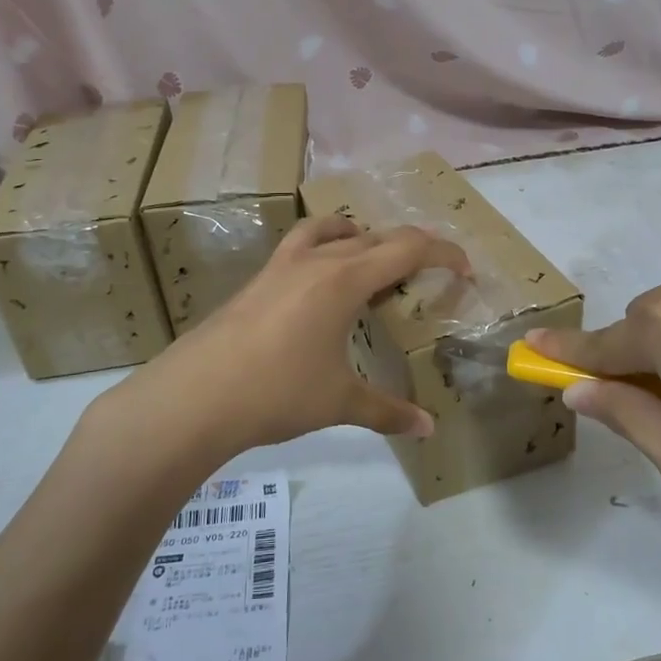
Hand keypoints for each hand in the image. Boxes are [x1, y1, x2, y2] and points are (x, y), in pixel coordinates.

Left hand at [96, 217, 469, 464]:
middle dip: (409, 247)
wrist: (196, 396)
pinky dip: (323, 249)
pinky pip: (300, 247)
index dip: (443, 254)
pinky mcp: (256, 281)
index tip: (464, 268)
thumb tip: (428, 428)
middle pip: (374, 236)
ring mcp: (280, 266)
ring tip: (371, 259)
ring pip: (329, 231)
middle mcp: (315, 261)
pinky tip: (318, 283)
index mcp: (344, 279)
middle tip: (428, 271)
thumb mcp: (339, 401)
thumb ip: (387, 411)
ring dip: (359, 237)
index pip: (407, 249)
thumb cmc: (277, 392)